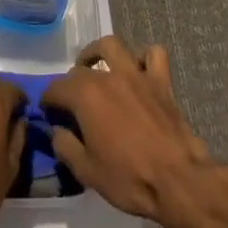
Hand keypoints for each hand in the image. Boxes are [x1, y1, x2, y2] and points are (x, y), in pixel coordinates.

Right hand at [41, 36, 220, 227]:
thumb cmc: (129, 178)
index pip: (55, 88)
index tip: (50, 116)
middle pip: (80, 69)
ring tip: (97, 68)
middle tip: (72, 105)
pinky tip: (139, 72)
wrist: (178, 181)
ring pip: (113, 46)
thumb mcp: (86, 171)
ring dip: (100, 53)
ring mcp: (136, 75)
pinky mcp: (161, 82)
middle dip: (70, 83)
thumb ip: (65, 146)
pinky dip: (144, 58)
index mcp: (85, 95)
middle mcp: (108, 76)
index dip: (48, 102)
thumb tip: (57, 131)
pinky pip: (153, 55)